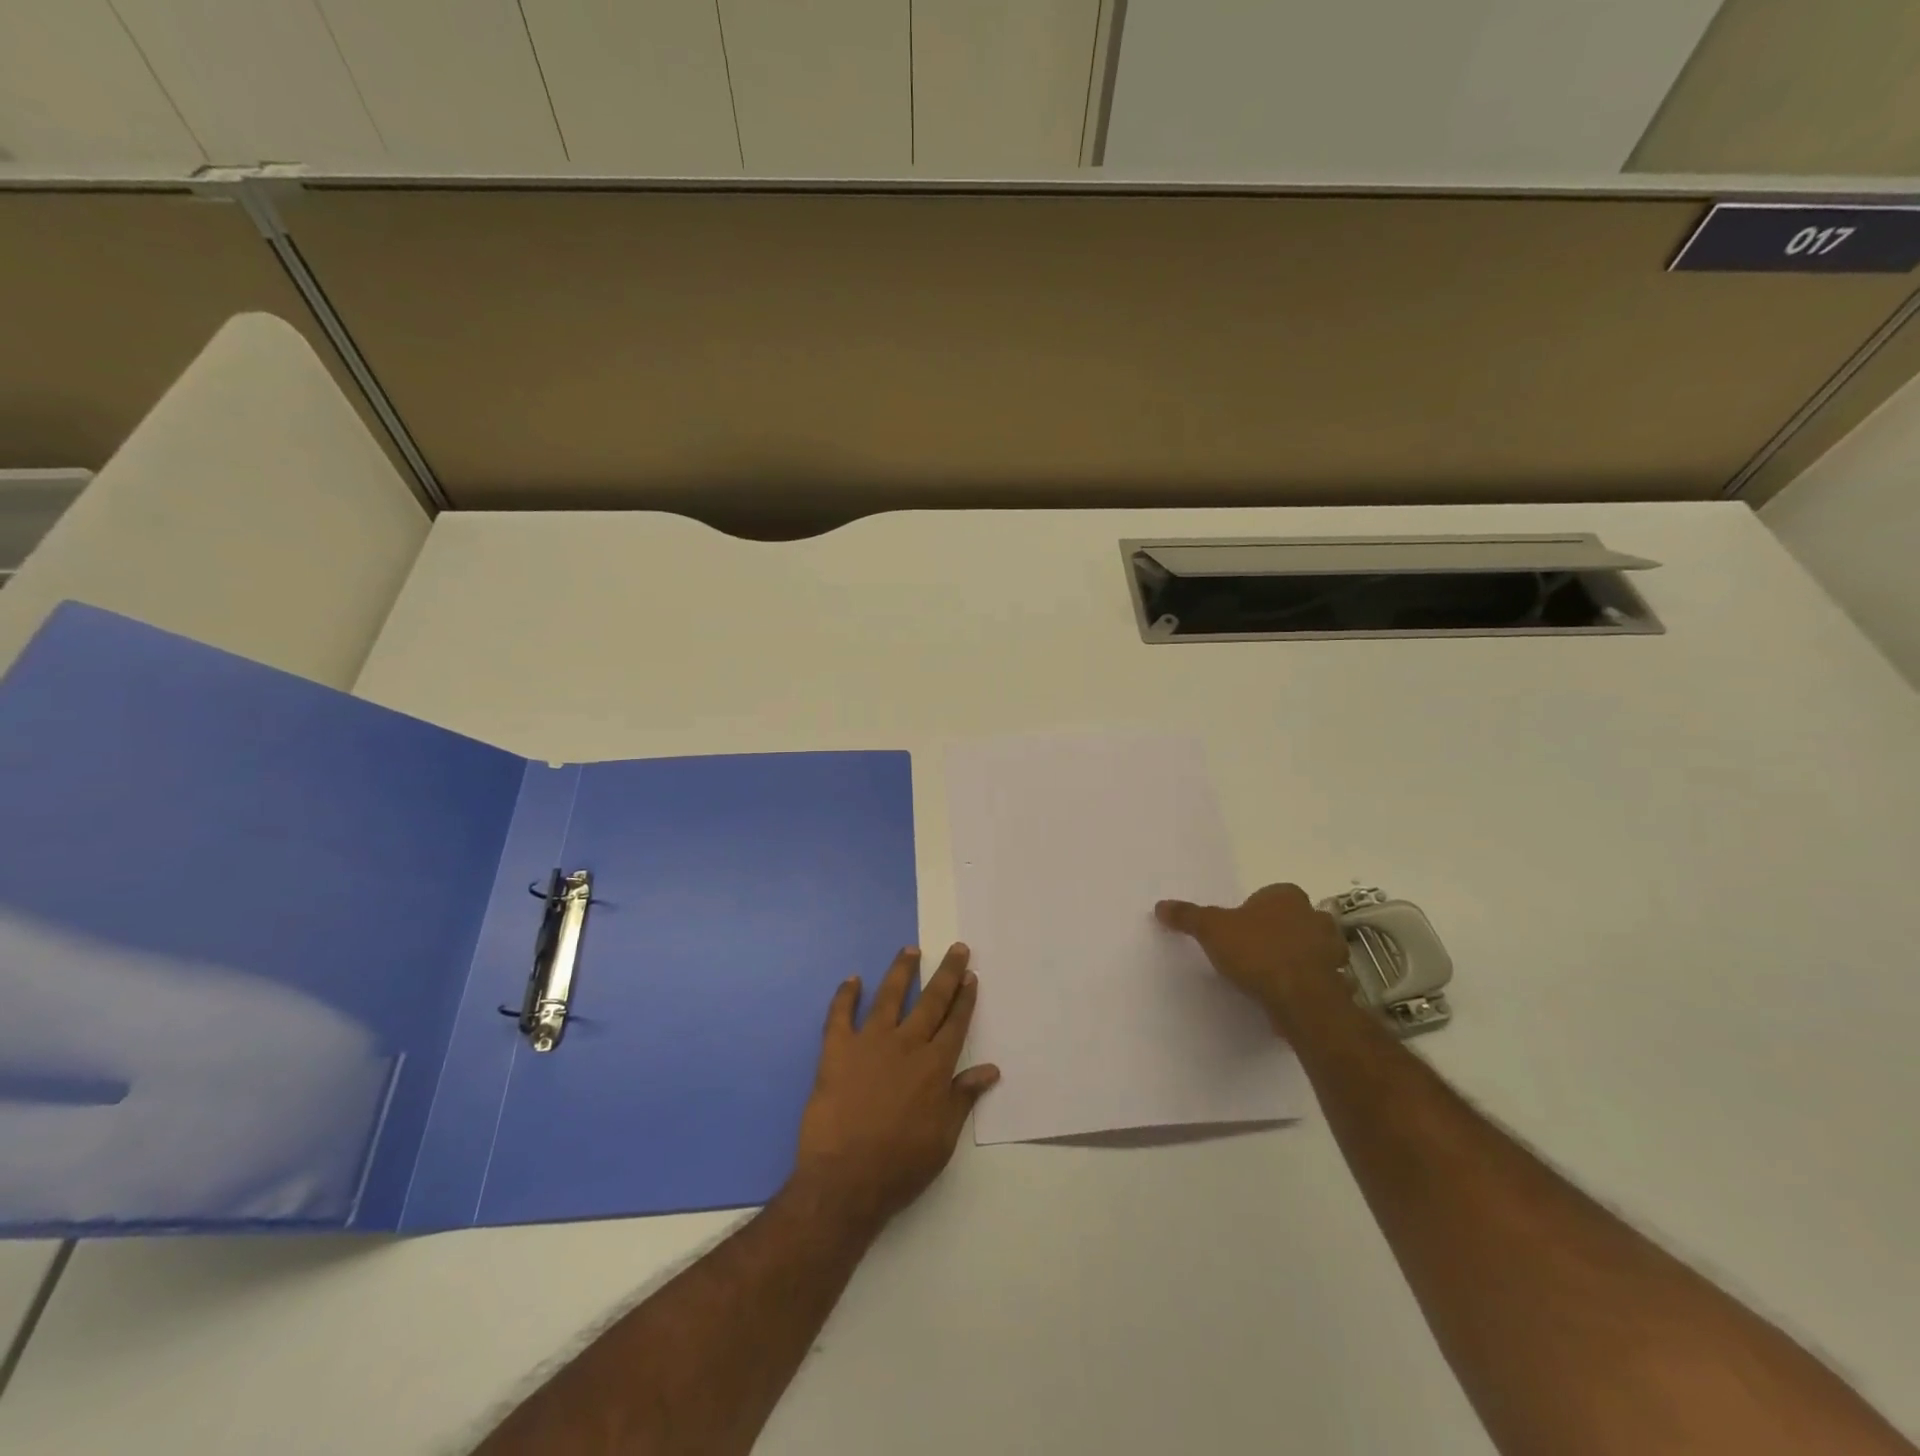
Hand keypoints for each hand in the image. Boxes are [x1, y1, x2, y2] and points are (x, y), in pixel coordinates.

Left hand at [792, 944, 999, 1229]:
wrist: (845, 1180)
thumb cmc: (901, 1164)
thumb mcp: (944, 1138)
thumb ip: (964, 1097)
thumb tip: (991, 1069)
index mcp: (934, 1066)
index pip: (955, 1023)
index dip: (965, 999)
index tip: (971, 976)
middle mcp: (906, 1045)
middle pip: (931, 1001)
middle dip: (947, 974)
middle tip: (957, 949)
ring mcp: (869, 1043)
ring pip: (888, 996)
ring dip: (901, 971)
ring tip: (910, 950)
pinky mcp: (836, 1051)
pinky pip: (840, 1015)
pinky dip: (845, 995)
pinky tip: (852, 980)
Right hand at [1155, 883, 1348, 1019]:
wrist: (1300, 997)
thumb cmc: (1256, 951)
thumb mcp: (1211, 929)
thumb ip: (1188, 916)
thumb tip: (1160, 905)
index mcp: (1288, 896)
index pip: (1271, 895)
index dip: (1255, 910)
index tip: (1240, 929)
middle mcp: (1315, 916)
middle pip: (1295, 920)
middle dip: (1280, 932)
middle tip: (1254, 950)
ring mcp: (1332, 949)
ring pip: (1313, 948)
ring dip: (1299, 957)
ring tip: (1271, 976)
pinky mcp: (1338, 981)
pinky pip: (1322, 978)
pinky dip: (1309, 983)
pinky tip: (1290, 995)